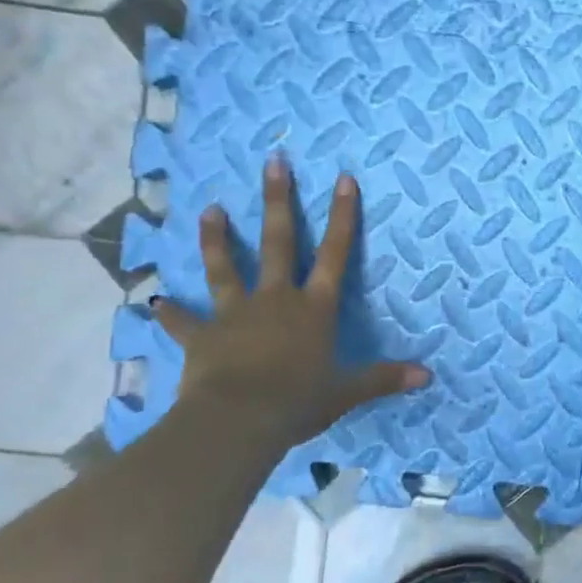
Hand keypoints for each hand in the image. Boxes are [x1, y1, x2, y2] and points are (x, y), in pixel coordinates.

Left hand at [153, 155, 431, 444]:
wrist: (238, 420)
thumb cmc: (298, 401)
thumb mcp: (346, 392)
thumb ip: (383, 379)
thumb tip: (427, 376)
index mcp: (314, 309)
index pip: (335, 254)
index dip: (342, 217)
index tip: (343, 179)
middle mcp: (276, 300)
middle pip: (278, 243)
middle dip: (279, 201)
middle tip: (273, 162)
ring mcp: (235, 314)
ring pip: (225, 269)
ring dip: (218, 239)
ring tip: (211, 210)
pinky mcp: (202, 337)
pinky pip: (184, 321)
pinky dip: (170, 312)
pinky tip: (155, 300)